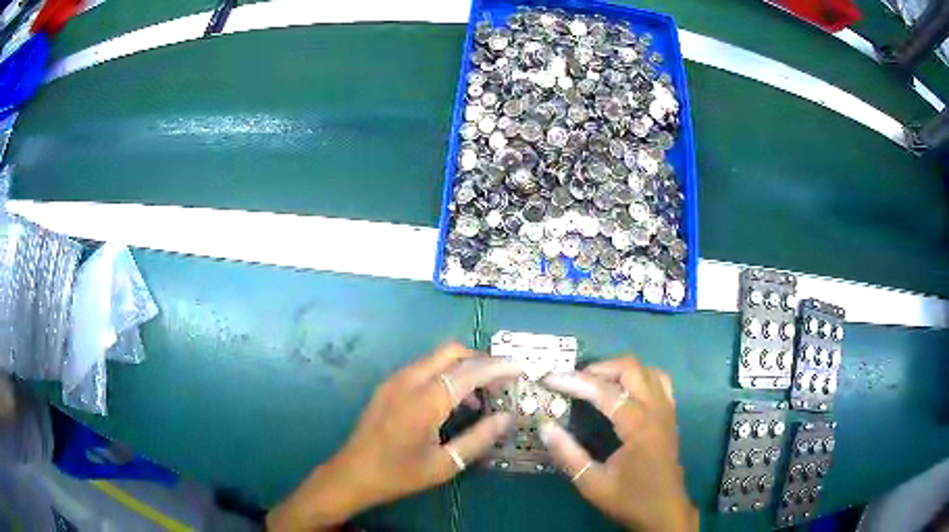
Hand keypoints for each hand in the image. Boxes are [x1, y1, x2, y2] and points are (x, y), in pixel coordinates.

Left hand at [267, 343, 518, 530]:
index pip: (470, 371)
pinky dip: (445, 375)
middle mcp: (409, 380)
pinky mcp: (388, 386)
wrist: (352, 474)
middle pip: (452, 352)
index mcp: (425, 400)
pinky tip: (454, 403)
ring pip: (436, 358)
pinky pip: (423, 369)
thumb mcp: (445, 463)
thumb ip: (480, 438)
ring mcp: (395, 380)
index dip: (499, 367)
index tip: (521, 369)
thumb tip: (508, 418)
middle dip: (481, 361)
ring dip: (463, 368)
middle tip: (502, 383)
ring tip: (482, 398)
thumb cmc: (399, 474)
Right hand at [541, 357, 697, 531]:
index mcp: (638, 426)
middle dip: (599, 367)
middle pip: (631, 369)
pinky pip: (659, 383)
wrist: (664, 512)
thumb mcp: (592, 483)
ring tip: (597, 382)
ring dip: (621, 370)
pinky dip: (639, 378)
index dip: (575, 382)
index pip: (605, 392)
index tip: (550, 378)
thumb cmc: (629, 499)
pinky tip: (624, 392)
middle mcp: (656, 410)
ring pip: (648, 371)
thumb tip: (545, 426)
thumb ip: (568, 454)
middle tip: (573, 379)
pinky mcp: (670, 416)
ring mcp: (667, 411)